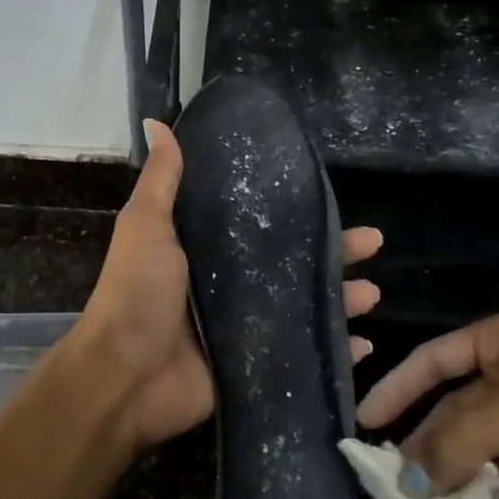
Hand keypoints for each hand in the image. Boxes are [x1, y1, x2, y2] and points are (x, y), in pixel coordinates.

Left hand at [75, 119, 383, 451]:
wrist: (124, 376)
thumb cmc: (137, 294)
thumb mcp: (146, 226)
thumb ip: (162, 180)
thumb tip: (158, 122)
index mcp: (206, 251)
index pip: (261, 225)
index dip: (297, 213)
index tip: (331, 198)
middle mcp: (229, 285)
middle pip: (292, 265)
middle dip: (334, 254)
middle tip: (374, 242)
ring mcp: (244, 327)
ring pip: (304, 307)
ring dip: (340, 299)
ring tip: (375, 292)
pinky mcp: (253, 365)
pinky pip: (301, 353)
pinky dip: (334, 350)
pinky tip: (364, 344)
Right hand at [355, 309, 498, 498]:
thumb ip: (459, 439)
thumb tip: (407, 479)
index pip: (434, 359)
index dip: (398, 387)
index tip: (365, 420)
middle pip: (454, 406)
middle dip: (426, 440)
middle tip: (392, 480)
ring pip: (477, 442)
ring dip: (452, 470)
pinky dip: (484, 488)